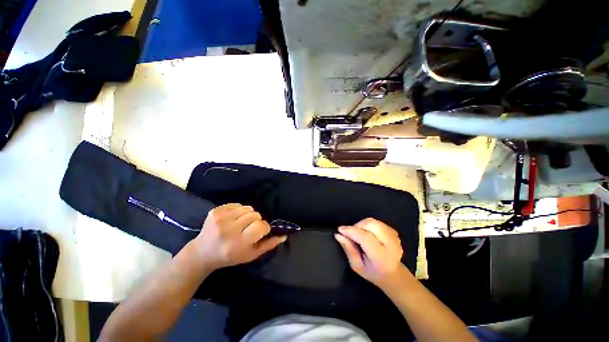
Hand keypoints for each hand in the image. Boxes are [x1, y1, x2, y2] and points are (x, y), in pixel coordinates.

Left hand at [192, 203, 285, 269]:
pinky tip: (232, 220)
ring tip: (240, 224)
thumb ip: (268, 245)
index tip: (259, 233)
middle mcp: (229, 229)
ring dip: (248, 215)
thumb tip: (284, 236)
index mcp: (239, 243)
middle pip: (255, 214)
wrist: (203, 253)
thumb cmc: (230, 256)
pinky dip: (238, 211)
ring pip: (248, 208)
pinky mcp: (215, 211)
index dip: (263, 228)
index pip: (261, 226)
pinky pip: (237, 204)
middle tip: (248, 229)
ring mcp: (221, 218)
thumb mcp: (251, 255)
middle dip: (255, 221)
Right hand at [335, 218, 409, 289]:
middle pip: (370, 225)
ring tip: (359, 234)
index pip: (365, 237)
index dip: (351, 231)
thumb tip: (338, 235)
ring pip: (373, 221)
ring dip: (361, 225)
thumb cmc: (372, 272)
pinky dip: (368, 225)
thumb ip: (348, 250)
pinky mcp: (393, 231)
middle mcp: (391, 245)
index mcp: (382, 257)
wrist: (393, 273)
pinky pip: (376, 222)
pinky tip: (368, 234)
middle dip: (357, 226)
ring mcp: (394, 237)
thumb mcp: (356, 266)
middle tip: (351, 234)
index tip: (340, 230)